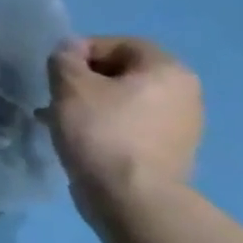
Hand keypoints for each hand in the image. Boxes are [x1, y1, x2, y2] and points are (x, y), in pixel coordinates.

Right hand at [45, 37, 202, 203]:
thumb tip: (70, 50)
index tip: (57, 71)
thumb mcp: (69, 84)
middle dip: (87, 80)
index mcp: (167, 70)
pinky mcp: (172, 154)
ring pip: (126, 102)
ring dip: (94, 105)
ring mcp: (183, 127)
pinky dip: (107, 127)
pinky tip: (82, 141)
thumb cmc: (101, 130)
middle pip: (125, 73)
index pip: (120, 44)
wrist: (132, 199)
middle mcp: (185, 94)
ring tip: (63, 120)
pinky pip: (133, 127)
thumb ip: (65, 58)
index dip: (83, 51)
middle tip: (57, 95)